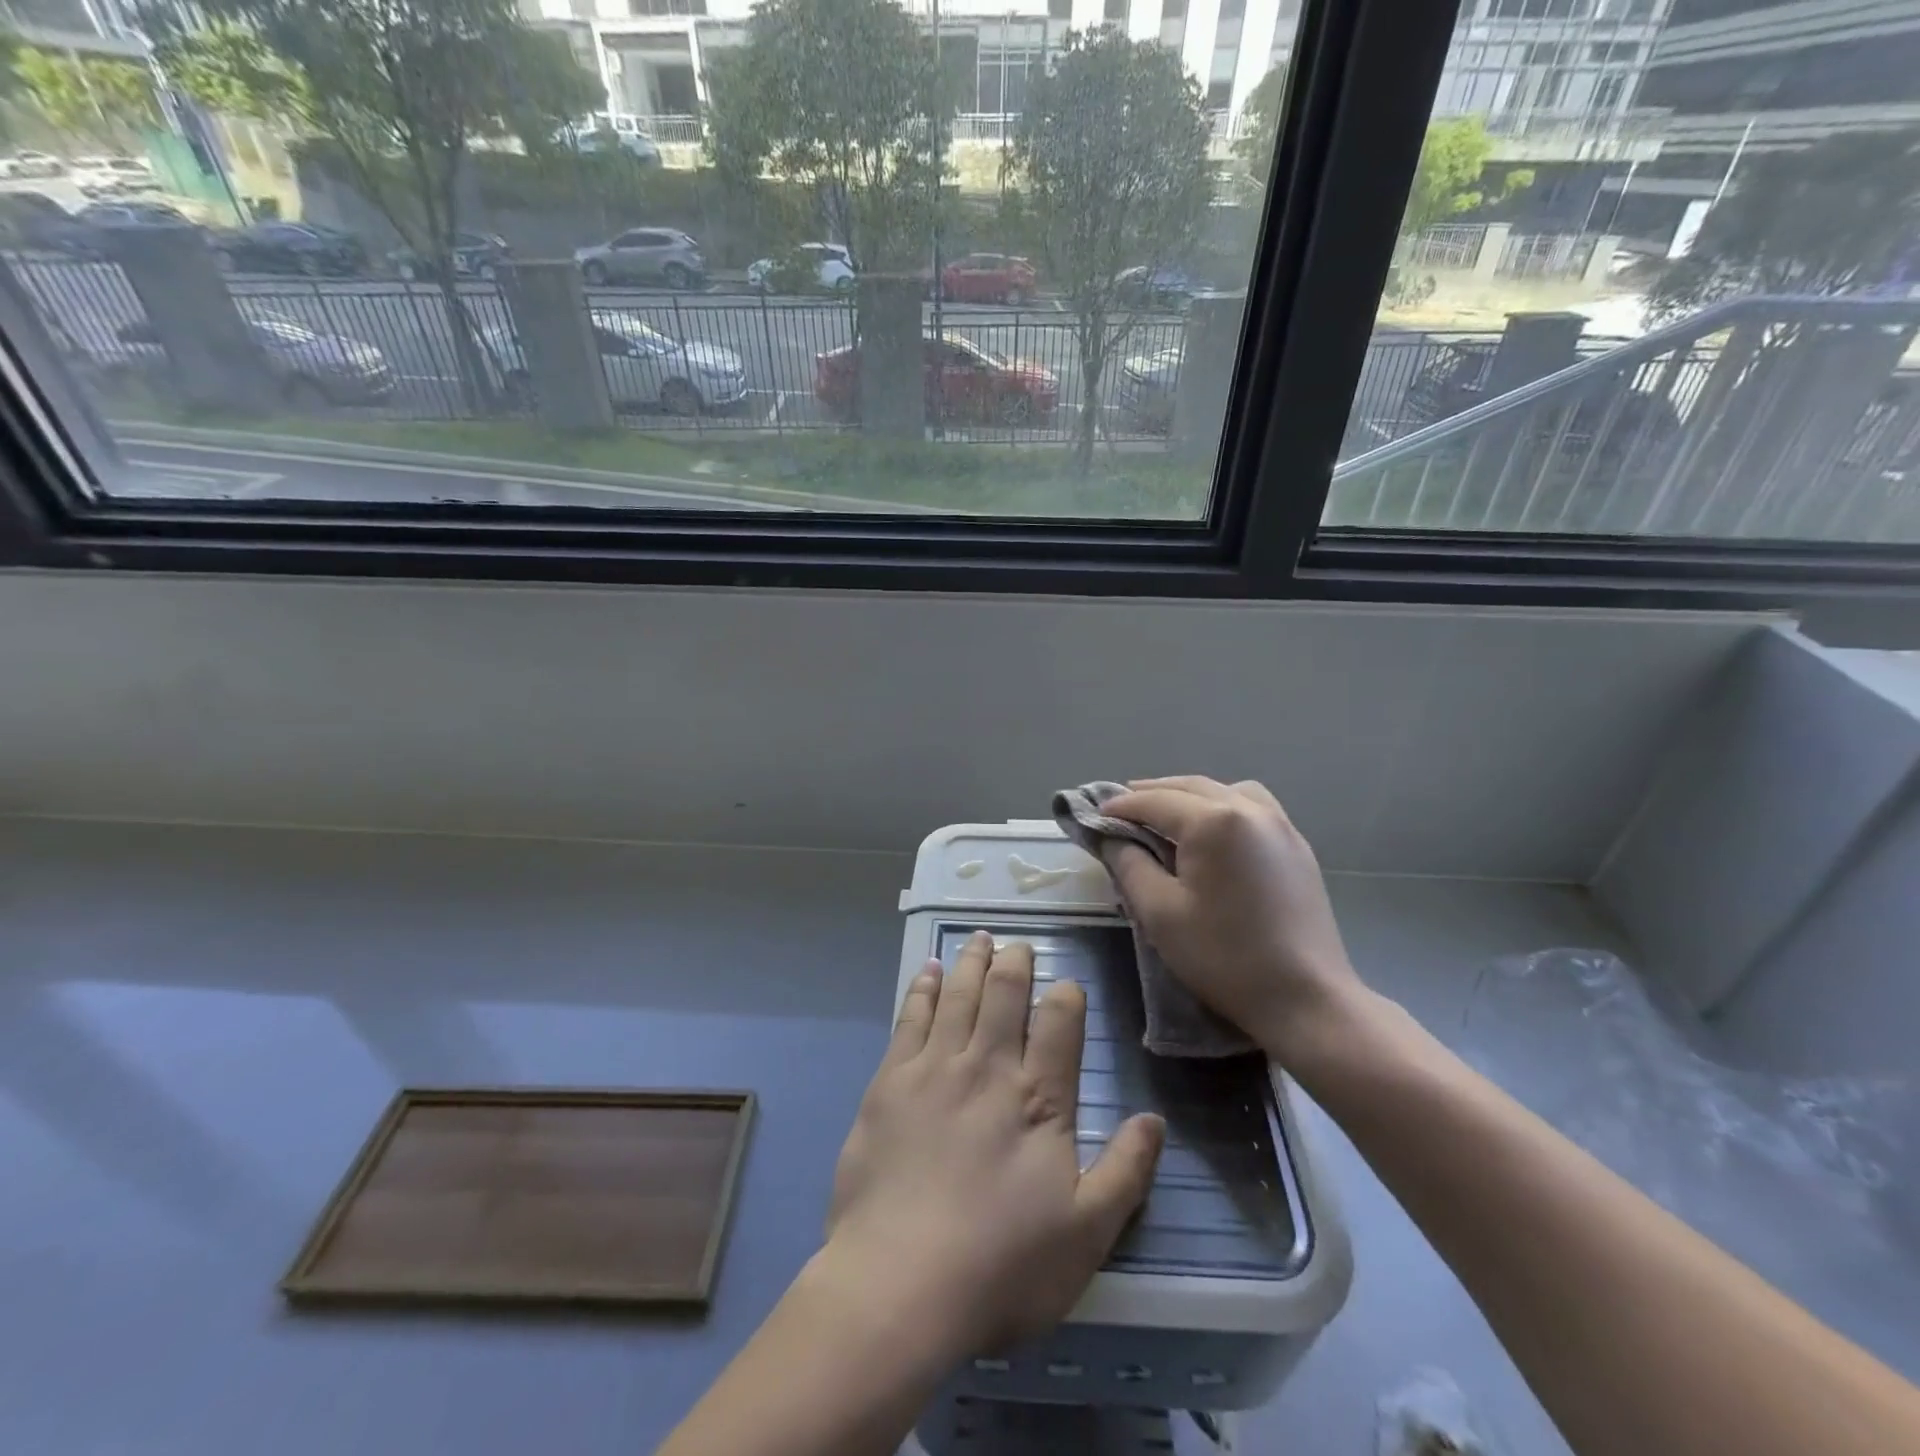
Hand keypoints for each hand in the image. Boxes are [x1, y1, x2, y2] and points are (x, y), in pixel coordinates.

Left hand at [822, 931, 1164, 1357]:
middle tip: (1019, 946)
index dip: (1066, 997)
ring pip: (959, 995)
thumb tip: (1155, 1119)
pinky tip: (928, 971)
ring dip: (972, 962)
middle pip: (1005, 995)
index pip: (1060, 1024)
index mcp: (1038, 1100)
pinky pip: (911, 1018)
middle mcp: (988, 1068)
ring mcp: (935, 1069)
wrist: (899, 1284)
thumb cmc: (1001, 1267)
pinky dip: (923, 988)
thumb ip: (1125, 1173)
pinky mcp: (890, 1081)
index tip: (1066, 985)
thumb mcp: (1086, 1235)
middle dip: (1015, 964)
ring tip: (980, 939)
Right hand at [1102, 776, 1366, 1062]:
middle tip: (1121, 807)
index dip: (1120, 805)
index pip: (1155, 801)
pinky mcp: (1298, 847)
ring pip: (1225, 790)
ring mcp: (1281, 825)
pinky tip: (1212, 832)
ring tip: (1166, 814)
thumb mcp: (1159, 913)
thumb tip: (1111, 837)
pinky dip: (1222, 806)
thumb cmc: (1224, 957)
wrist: (1306, 999)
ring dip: (1190, 795)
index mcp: (1214, 821)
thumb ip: (1129, 865)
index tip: (1094, 814)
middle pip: (1190, 786)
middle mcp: (1250, 809)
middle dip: (1152, 793)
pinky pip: (1253, 807)